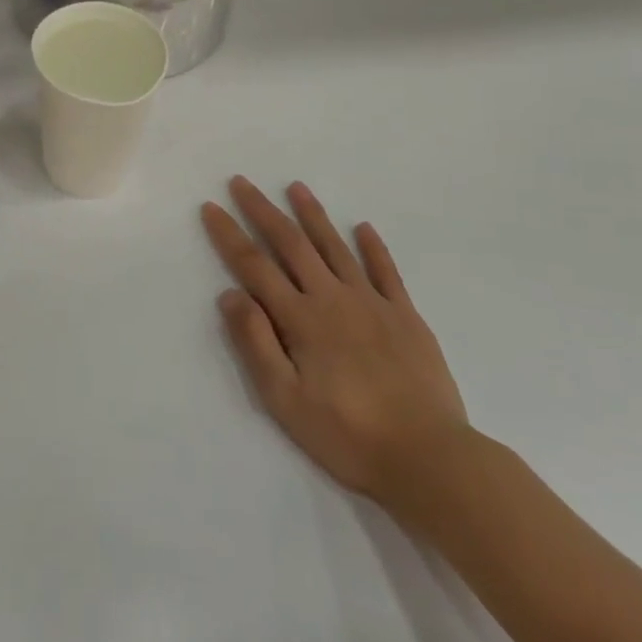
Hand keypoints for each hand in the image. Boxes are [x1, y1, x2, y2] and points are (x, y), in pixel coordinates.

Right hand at [202, 177, 471, 510]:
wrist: (429, 459)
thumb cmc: (347, 435)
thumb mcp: (285, 399)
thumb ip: (256, 344)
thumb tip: (230, 294)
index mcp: (301, 319)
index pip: (254, 266)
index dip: (229, 235)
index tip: (211, 207)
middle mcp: (332, 298)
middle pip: (291, 244)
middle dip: (263, 211)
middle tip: (243, 182)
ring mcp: (372, 304)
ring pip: (335, 248)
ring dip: (313, 216)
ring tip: (296, 187)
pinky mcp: (406, 317)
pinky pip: (386, 272)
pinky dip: (373, 247)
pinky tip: (363, 227)